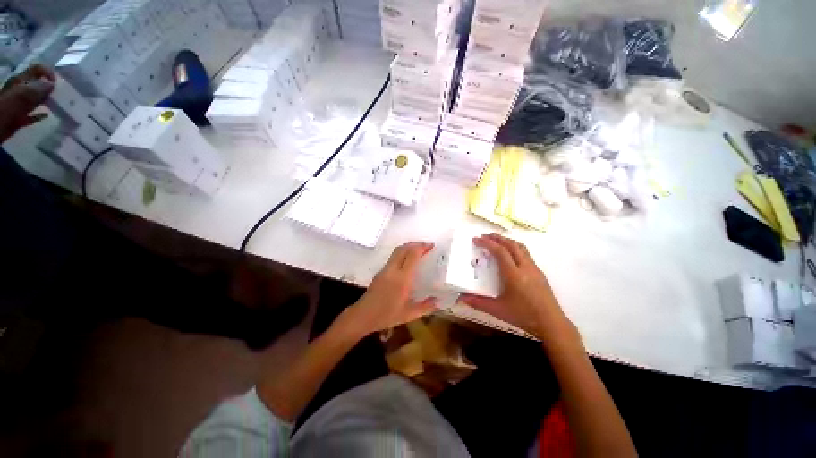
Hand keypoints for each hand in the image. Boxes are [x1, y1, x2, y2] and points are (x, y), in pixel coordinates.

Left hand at [0, 64, 55, 142]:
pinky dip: (39, 114)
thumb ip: (39, 88)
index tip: (57, 82)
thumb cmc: (10, 106)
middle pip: (37, 84)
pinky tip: (46, 116)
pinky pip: (32, 114)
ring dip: (45, 100)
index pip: (37, 69)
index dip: (48, 73)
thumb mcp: (25, 94)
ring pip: (35, 99)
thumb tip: (52, 85)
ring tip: (56, 104)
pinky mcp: (20, 117)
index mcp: (21, 80)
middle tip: (59, 94)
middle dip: (48, 88)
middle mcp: (20, 89)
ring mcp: (19, 104)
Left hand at [339, 242, 437, 337]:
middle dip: (415, 244)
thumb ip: (425, 307)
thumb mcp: (409, 314)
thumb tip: (437, 301)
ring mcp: (385, 269)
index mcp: (402, 279)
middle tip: (426, 245)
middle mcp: (393, 270)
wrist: (363, 316)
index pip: (412, 256)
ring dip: (408, 247)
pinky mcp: (380, 271)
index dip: (422, 247)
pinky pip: (393, 257)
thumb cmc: (386, 316)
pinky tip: (407, 260)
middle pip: (403, 249)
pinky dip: (402, 253)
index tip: (431, 245)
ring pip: (397, 251)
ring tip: (418, 250)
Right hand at [459, 234, 581, 347]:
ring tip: (498, 241)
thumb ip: (478, 303)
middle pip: (512, 245)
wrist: (552, 323)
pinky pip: (526, 254)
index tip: (477, 239)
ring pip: (521, 248)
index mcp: (513, 274)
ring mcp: (534, 269)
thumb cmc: (523, 316)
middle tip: (486, 236)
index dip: (487, 243)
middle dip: (498, 238)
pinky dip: (516, 248)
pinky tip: (511, 256)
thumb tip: (461, 299)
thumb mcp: (497, 310)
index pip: (500, 251)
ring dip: (508, 241)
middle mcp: (525, 267)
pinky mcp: (540, 273)